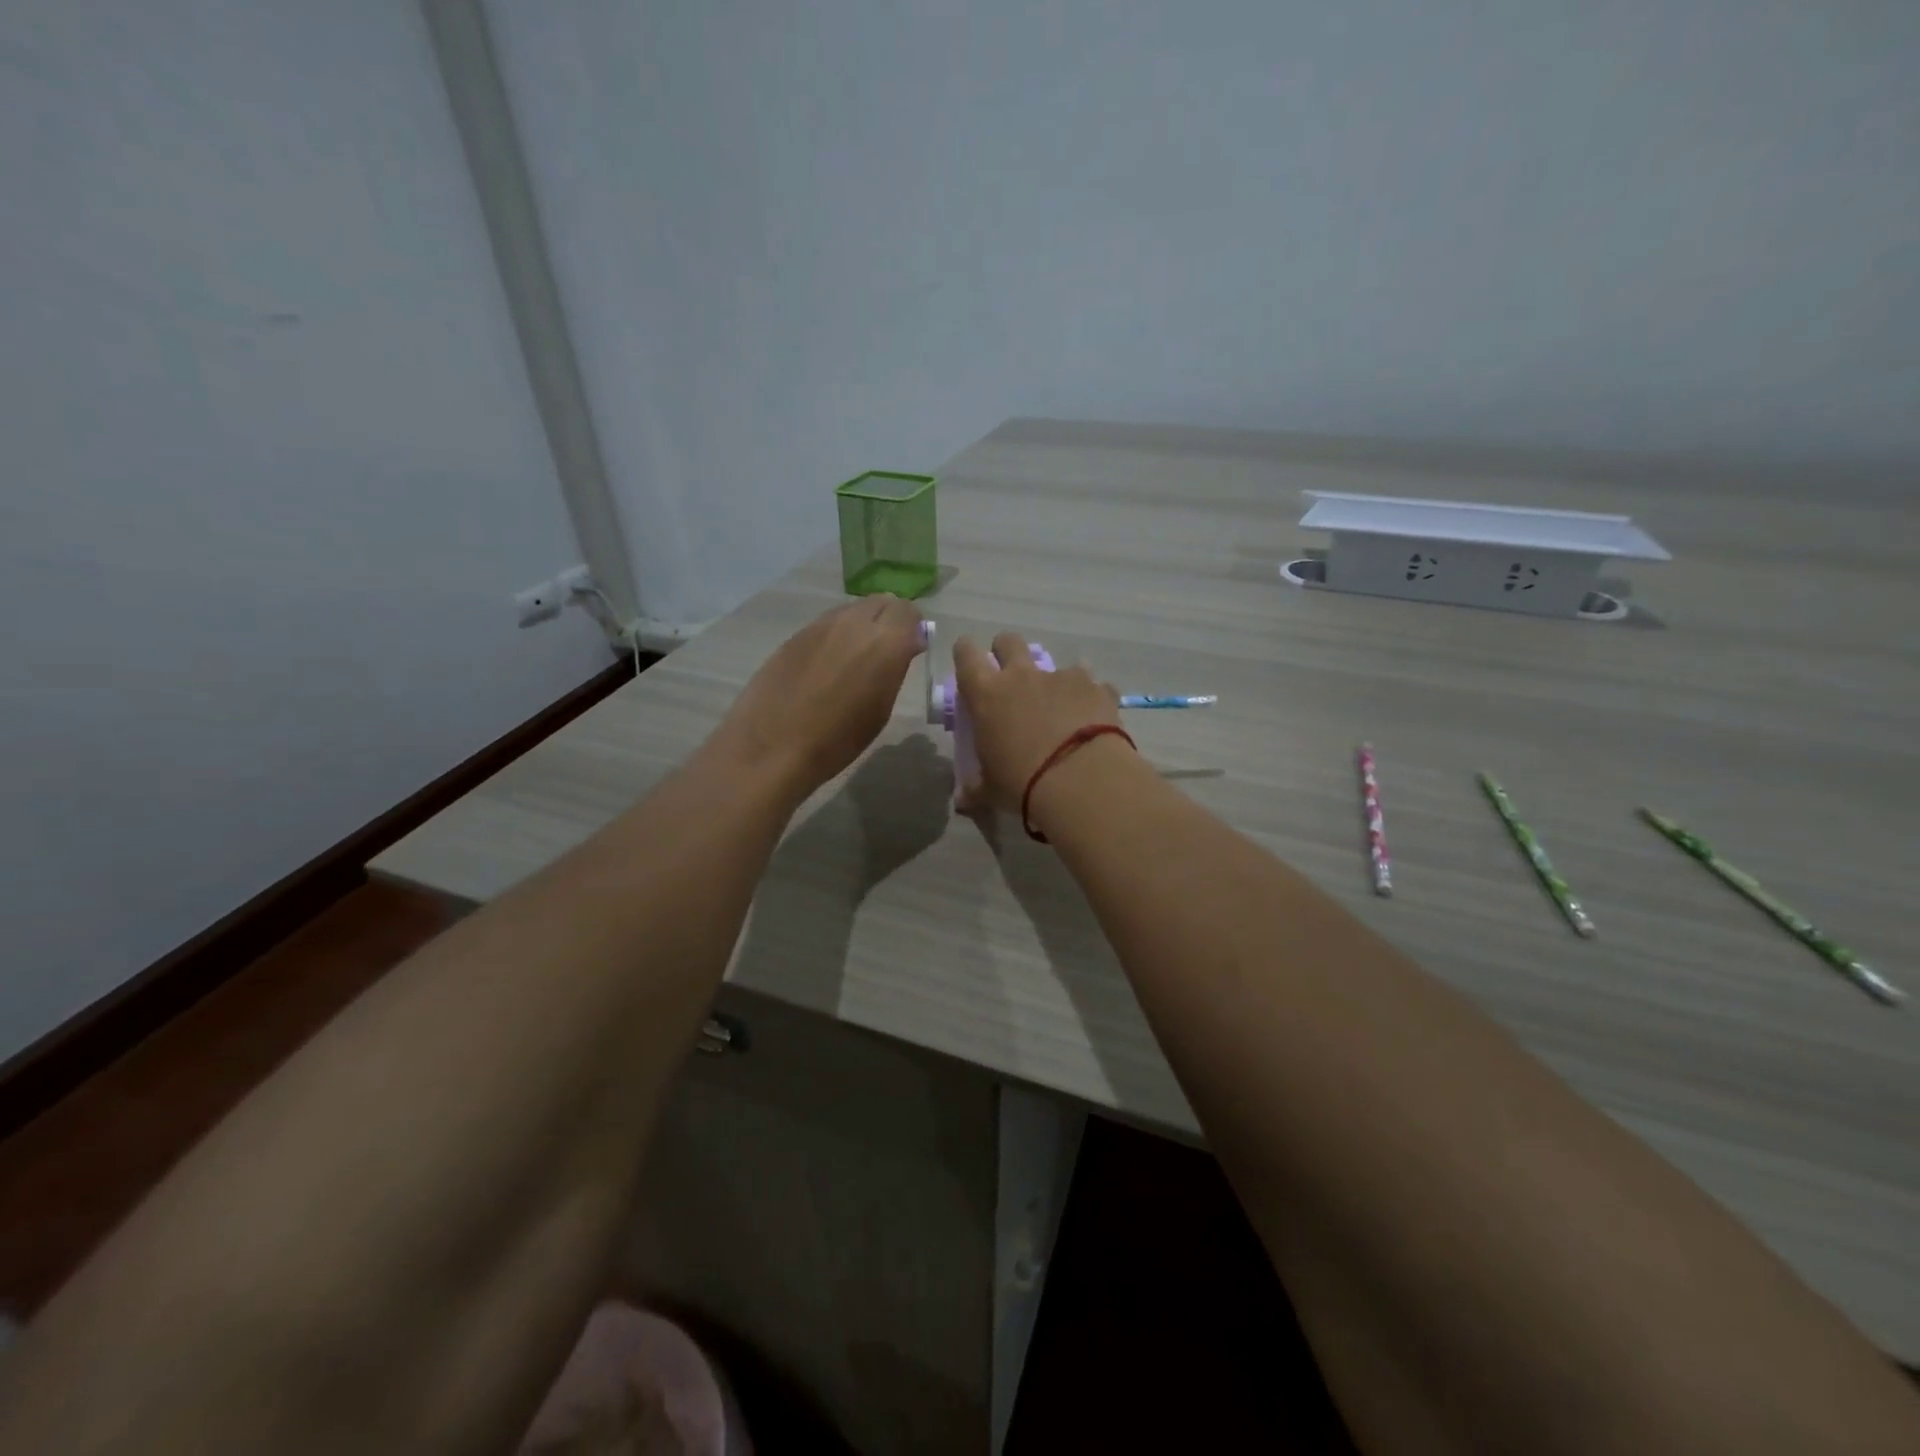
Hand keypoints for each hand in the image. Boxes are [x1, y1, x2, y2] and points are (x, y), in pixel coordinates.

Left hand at [713, 595, 924, 800]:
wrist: (773, 745)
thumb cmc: (838, 740)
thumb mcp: (880, 708)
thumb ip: (895, 668)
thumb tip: (906, 645)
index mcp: (885, 643)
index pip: (909, 612)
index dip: (913, 628)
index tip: (910, 649)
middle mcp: (855, 623)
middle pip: (882, 602)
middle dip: (890, 620)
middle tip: (886, 650)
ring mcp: (821, 625)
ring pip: (853, 610)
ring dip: (862, 625)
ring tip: (855, 658)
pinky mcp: (796, 634)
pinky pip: (827, 624)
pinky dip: (836, 635)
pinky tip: (826, 665)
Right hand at [952, 632, 1121, 812]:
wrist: (1082, 781)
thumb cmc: (1022, 783)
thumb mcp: (991, 790)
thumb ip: (975, 789)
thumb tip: (962, 800)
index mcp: (987, 694)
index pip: (966, 654)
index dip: (966, 652)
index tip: (969, 663)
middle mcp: (1022, 676)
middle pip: (1009, 641)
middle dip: (1007, 652)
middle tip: (1012, 679)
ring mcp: (1062, 677)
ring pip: (1056, 662)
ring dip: (1055, 680)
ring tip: (1062, 708)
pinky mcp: (1096, 688)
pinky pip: (1092, 685)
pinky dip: (1090, 698)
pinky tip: (1093, 720)